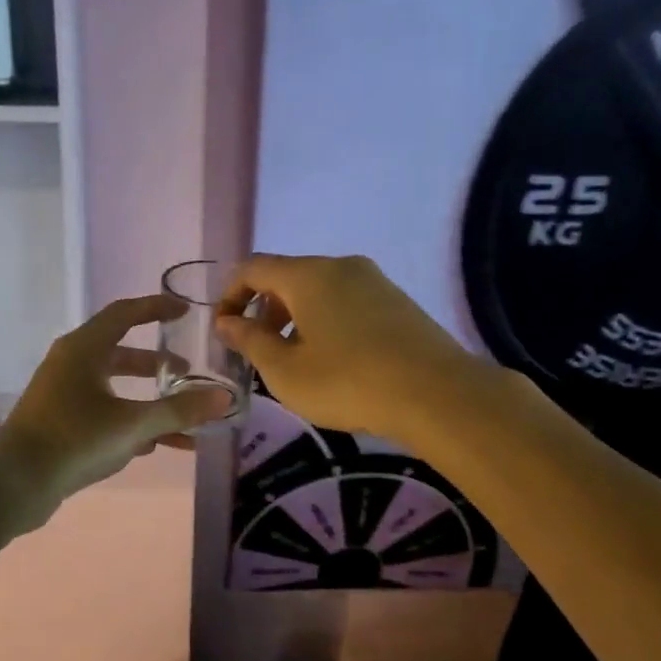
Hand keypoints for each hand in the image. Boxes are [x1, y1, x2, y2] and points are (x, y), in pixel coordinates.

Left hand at [0, 294, 231, 527]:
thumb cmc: (74, 439)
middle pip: (121, 354)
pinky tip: (157, 446)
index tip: (185, 311)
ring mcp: (63, 395)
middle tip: (188, 375)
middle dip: (157, 366)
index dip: (156, 308)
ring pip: (115, 390)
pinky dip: (131, 423)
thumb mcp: (133, 424)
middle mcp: (71, 364)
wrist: (15, 484)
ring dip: (149, 402)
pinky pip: (104, 414)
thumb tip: (224, 398)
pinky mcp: (60, 424)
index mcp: (84, 349)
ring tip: (184, 419)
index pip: (125, 314)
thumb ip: (180, 410)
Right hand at [213, 254, 476, 443]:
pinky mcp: (398, 302)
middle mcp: (341, 266)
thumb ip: (250, 341)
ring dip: (295, 317)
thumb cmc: (348, 382)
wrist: (437, 394)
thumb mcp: (285, 371)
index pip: (254, 268)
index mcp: (308, 275)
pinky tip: (334, 360)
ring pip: (319, 290)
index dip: (230, 295)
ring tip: (294, 360)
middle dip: (263, 309)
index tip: (223, 329)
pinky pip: (347, 301)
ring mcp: (375, 281)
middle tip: (257, 350)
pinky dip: (326, 321)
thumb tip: (227, 322)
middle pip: (288, 276)